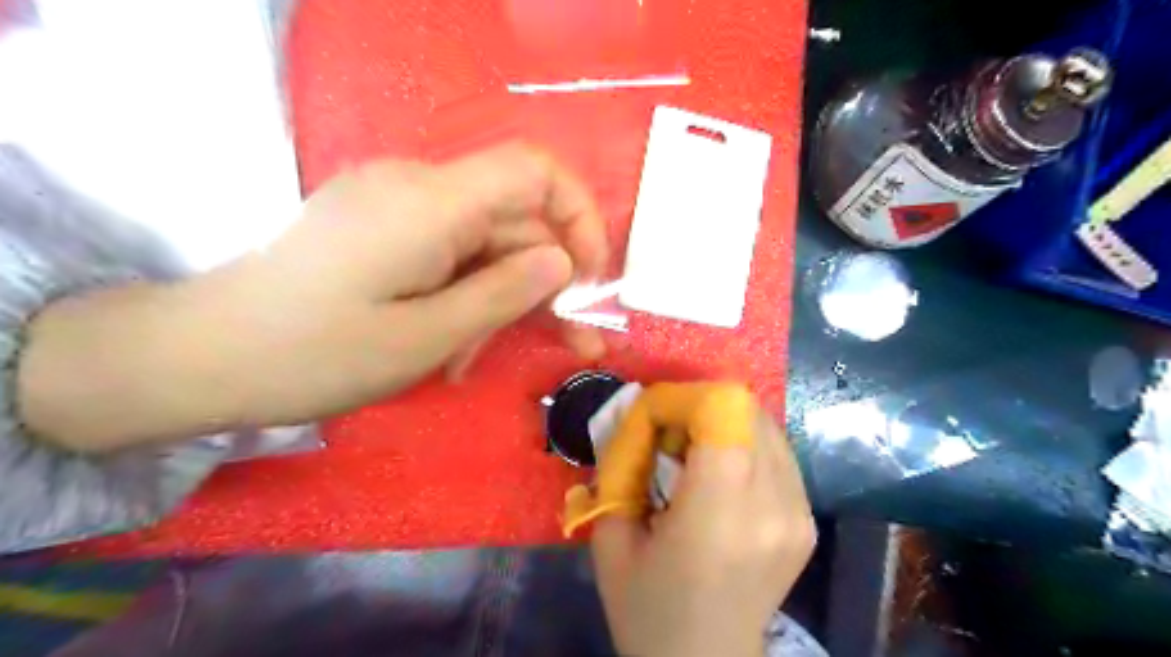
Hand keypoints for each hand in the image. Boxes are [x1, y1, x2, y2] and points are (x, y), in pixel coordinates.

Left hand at [19, 143, 608, 449]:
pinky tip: (451, 346)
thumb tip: (562, 262)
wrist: (201, 357)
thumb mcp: (427, 337)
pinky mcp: (382, 229)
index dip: (578, 214)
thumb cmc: (316, 354)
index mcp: (431, 202)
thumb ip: (505, 293)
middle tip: (573, 342)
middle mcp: (418, 188)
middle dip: (546, 282)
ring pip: (483, 245)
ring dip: (499, 301)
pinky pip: (448, 254)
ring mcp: (397, 207)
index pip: (534, 169)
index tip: (591, 276)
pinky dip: (464, 297)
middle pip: (512, 220)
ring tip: (481, 361)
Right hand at [595, 410, 815, 656]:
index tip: (652, 418)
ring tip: (693, 454)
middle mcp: (772, 505)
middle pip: (747, 409)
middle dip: (701, 407)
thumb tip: (635, 420)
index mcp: (720, 514)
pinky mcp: (807, 520)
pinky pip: (777, 453)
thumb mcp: (612, 538)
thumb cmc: (648, 610)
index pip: (724, 409)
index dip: (682, 398)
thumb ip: (621, 468)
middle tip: (668, 434)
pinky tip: (720, 475)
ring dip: (724, 424)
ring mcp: (799, 513)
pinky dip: (744, 446)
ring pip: (766, 425)